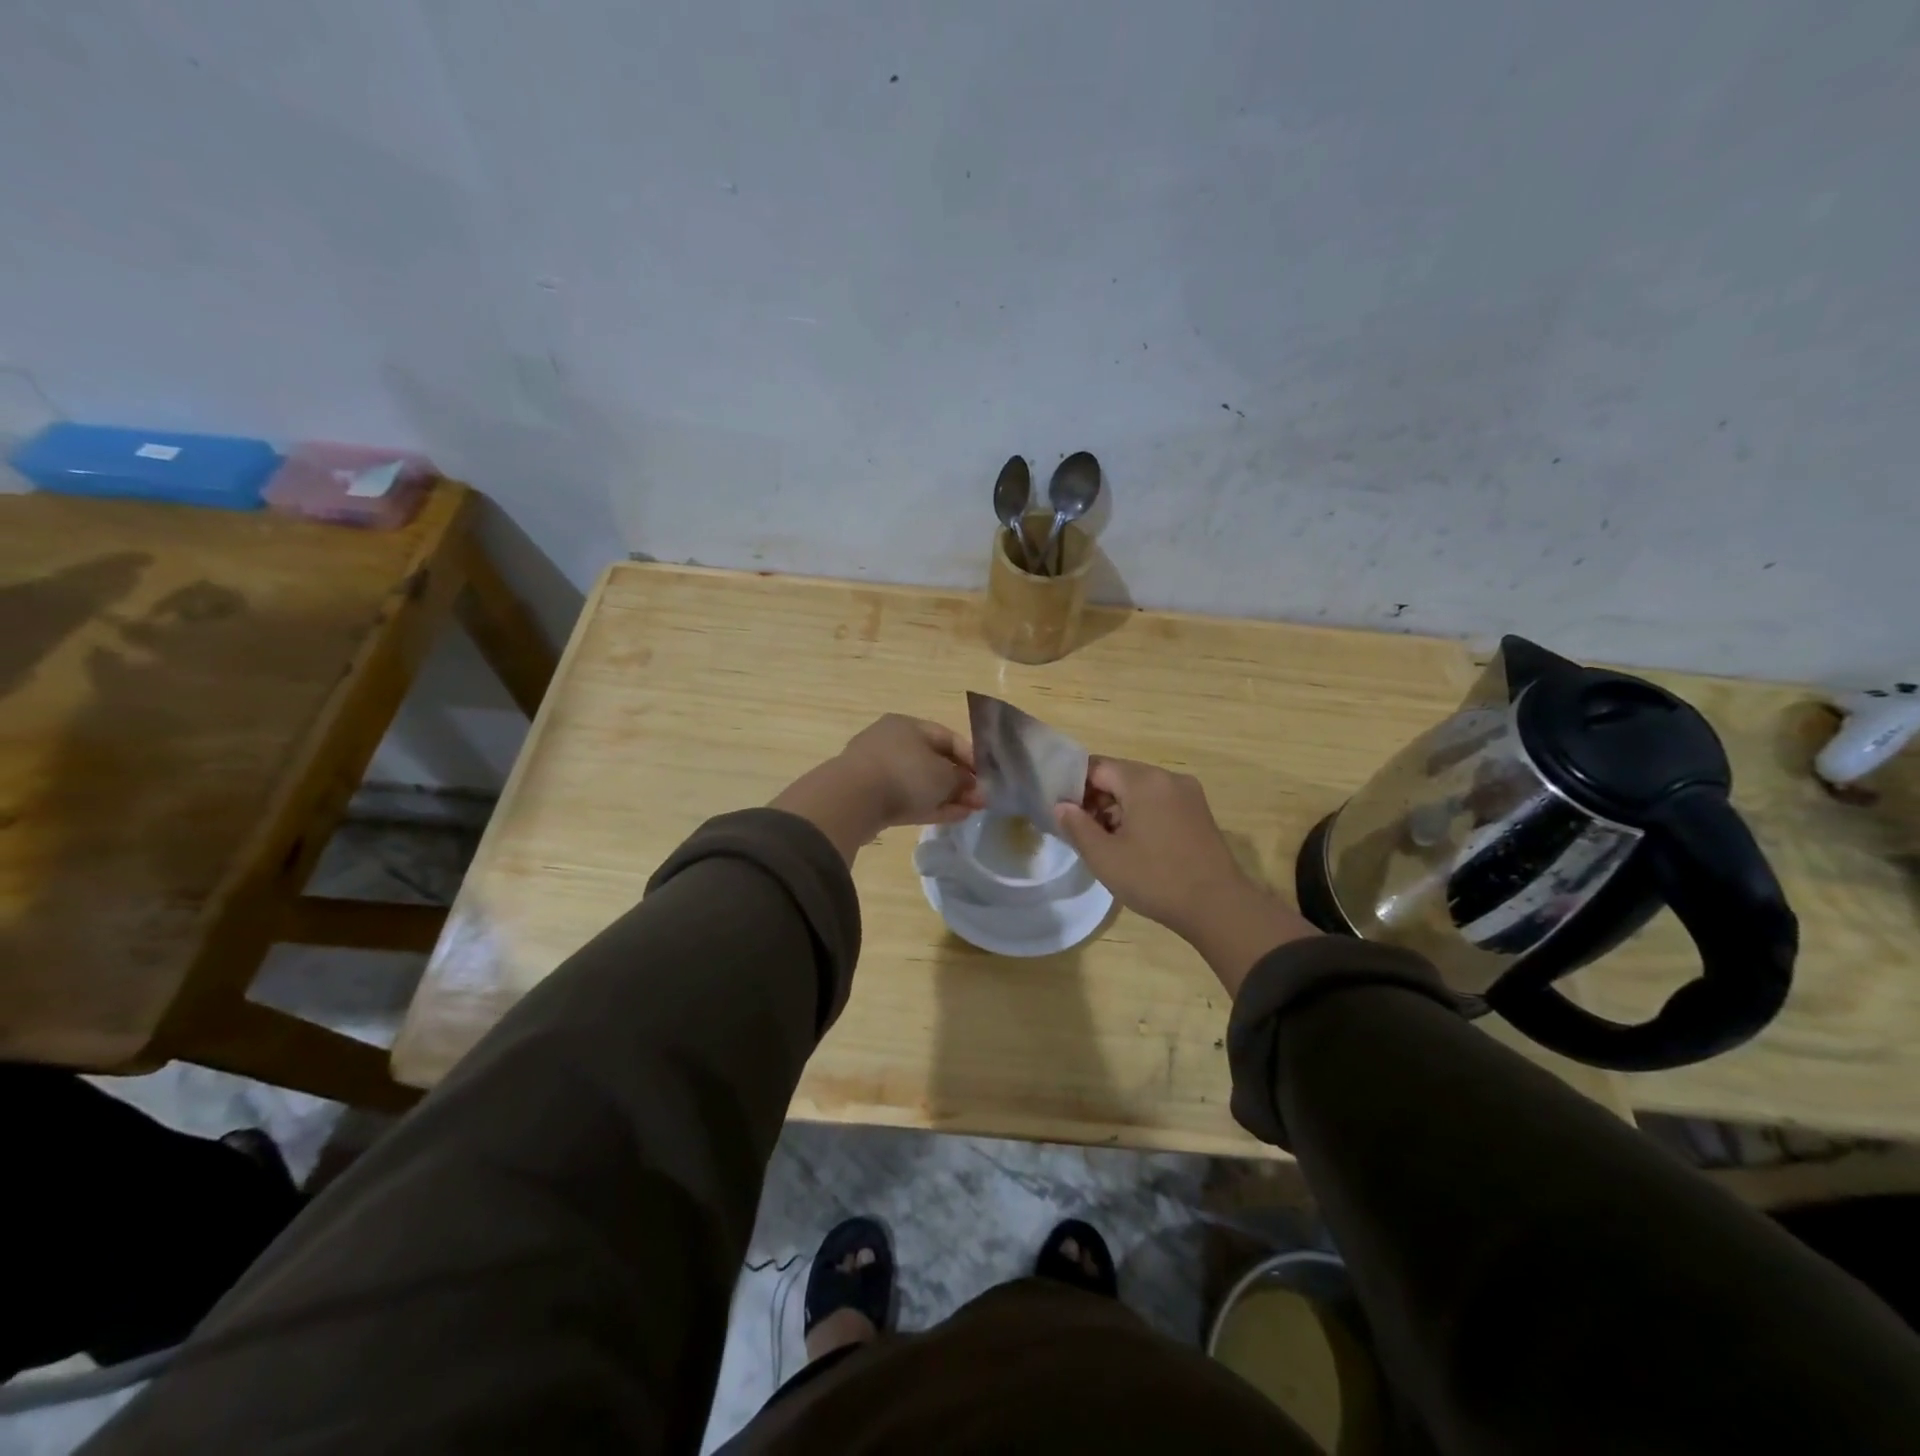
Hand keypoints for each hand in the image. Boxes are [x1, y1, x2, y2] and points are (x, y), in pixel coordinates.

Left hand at [836, 715, 984, 829]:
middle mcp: (892, 742)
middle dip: (958, 781)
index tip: (986, 776)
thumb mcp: (944, 775)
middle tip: (980, 799)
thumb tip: (972, 787)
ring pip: (920, 782)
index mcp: (907, 725)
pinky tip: (952, 817)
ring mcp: (878, 770)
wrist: (853, 800)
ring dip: (946, 796)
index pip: (946, 736)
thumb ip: (963, 780)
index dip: (969, 756)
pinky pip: (906, 799)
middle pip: (933, 761)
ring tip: (969, 811)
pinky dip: (929, 806)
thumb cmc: (905, 774)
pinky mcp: (871, 797)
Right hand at [1053, 757, 1316, 992]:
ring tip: (1109, 843)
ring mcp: (1188, 794)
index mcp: (1143, 780)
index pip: (1097, 767)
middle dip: (1097, 799)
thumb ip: (1077, 826)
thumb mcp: (1104, 857)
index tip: (1065, 815)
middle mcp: (1168, 777)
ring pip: (1140, 790)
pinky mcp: (1199, 813)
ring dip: (1120, 809)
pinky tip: (1137, 845)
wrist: (1218, 907)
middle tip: (1084, 832)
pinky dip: (1142, 815)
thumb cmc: (1155, 878)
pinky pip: (1160, 802)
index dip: (1075, 787)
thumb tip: (1061, 805)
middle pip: (1120, 776)